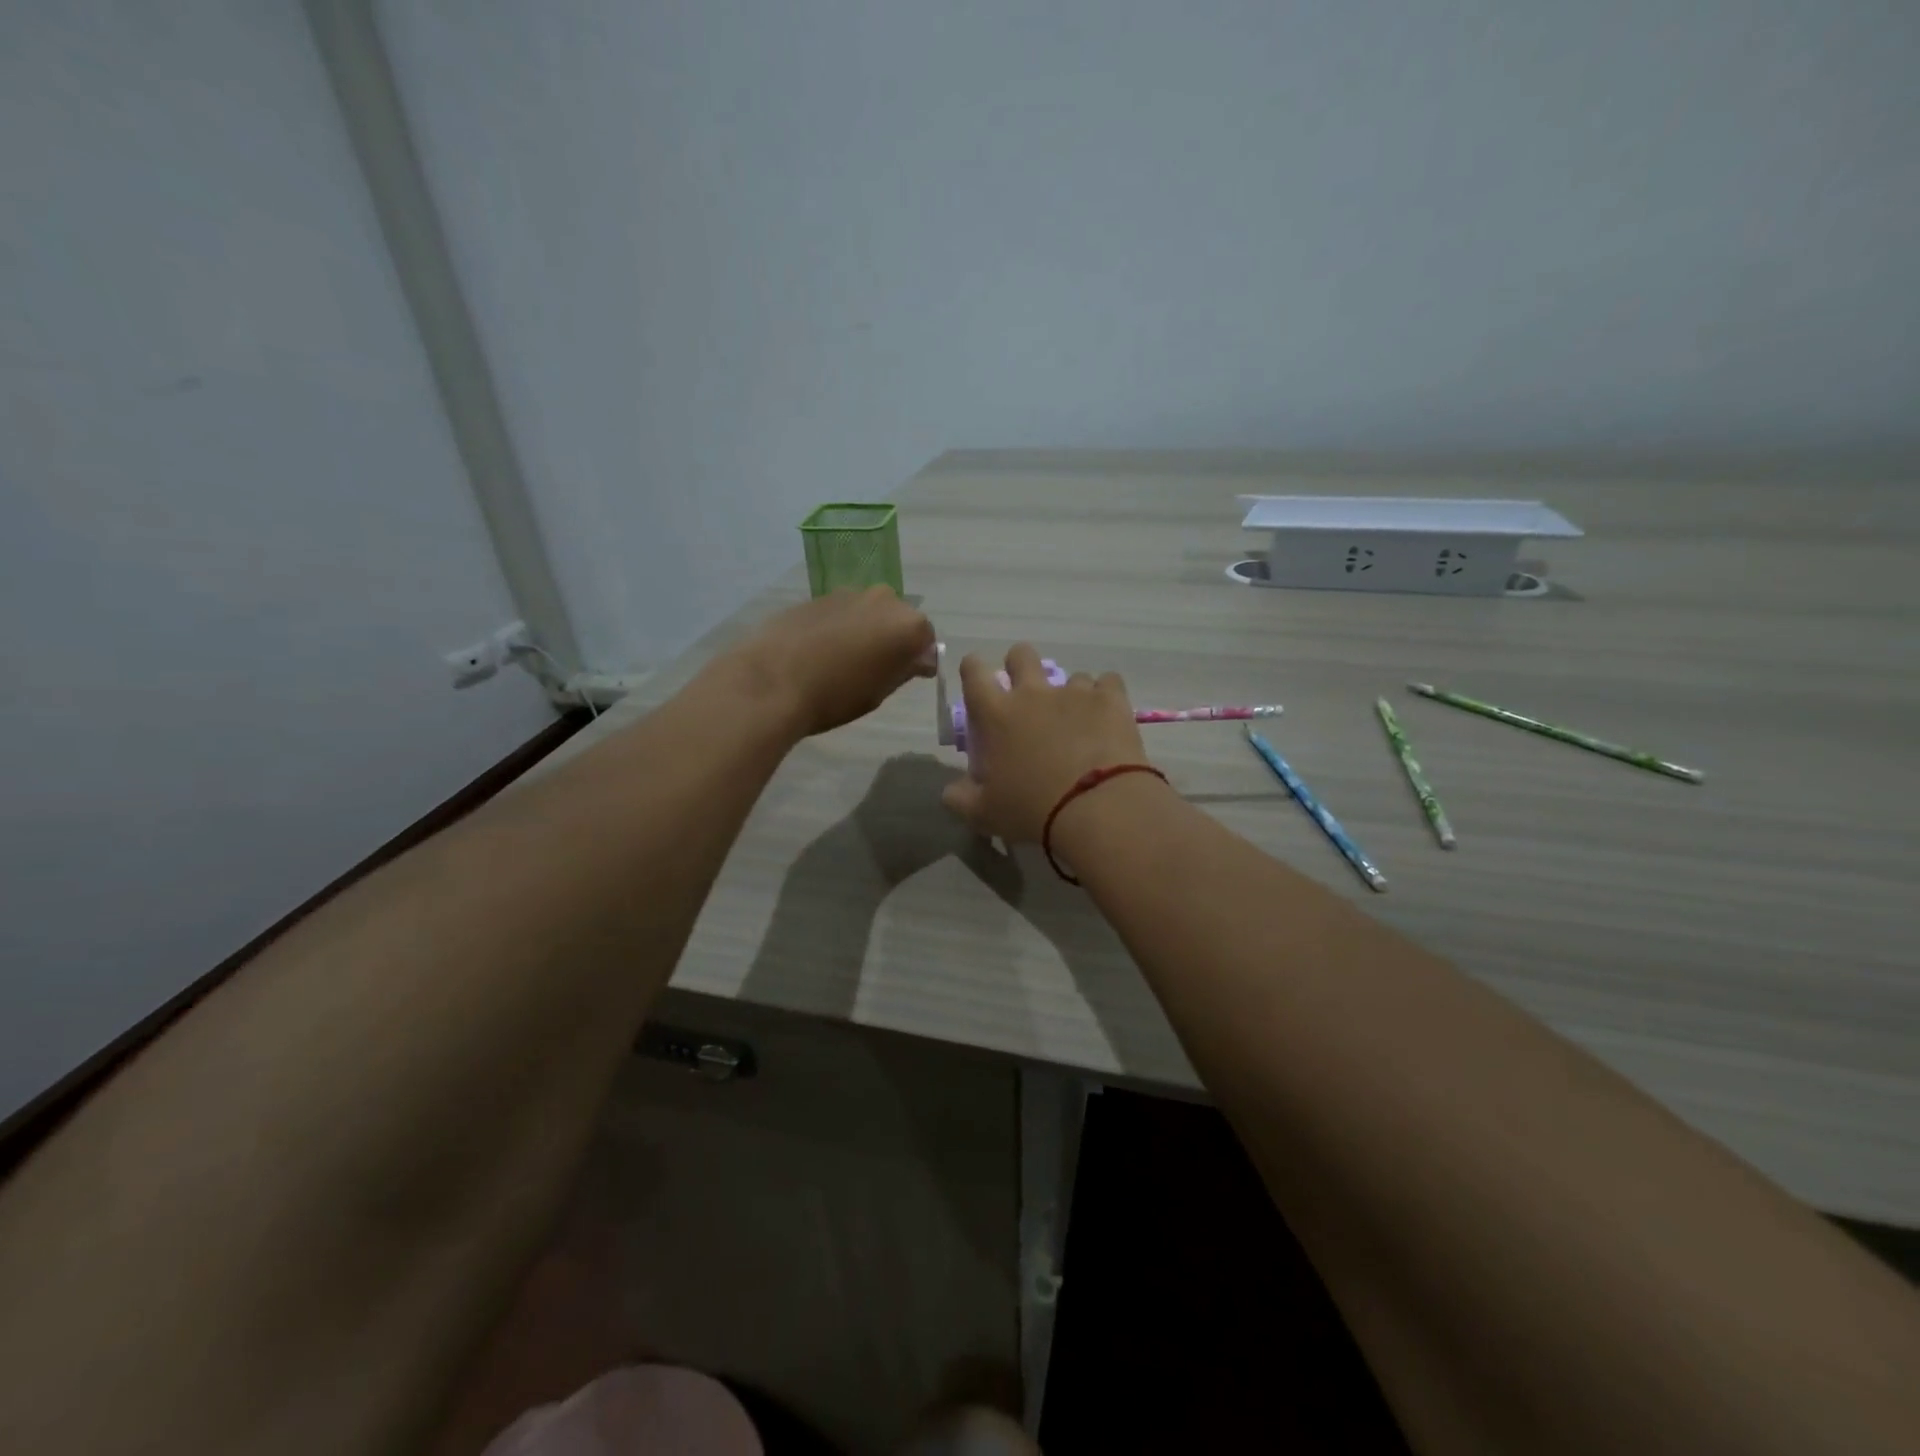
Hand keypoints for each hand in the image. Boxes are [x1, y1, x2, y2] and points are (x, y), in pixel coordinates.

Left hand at [728, 587, 935, 737]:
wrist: (772, 680)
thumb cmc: (835, 695)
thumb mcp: (879, 692)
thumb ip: (904, 670)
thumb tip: (918, 659)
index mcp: (908, 625)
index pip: (927, 640)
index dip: (919, 659)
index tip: (907, 677)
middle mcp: (884, 599)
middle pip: (899, 619)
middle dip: (893, 639)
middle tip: (877, 668)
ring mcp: (849, 593)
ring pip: (869, 612)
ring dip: (866, 630)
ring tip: (846, 660)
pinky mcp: (819, 596)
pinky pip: (842, 611)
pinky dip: (841, 626)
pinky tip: (822, 650)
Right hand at [940, 644, 1150, 842]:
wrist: (1096, 808)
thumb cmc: (1032, 810)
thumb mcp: (985, 814)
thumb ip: (961, 798)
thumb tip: (950, 792)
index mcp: (996, 714)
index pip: (974, 672)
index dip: (973, 668)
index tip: (976, 676)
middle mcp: (1033, 693)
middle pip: (1021, 655)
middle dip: (1020, 665)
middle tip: (1026, 693)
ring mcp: (1075, 692)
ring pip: (1070, 675)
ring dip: (1069, 693)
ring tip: (1077, 721)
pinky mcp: (1111, 699)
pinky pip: (1108, 682)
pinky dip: (1105, 696)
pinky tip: (1107, 717)